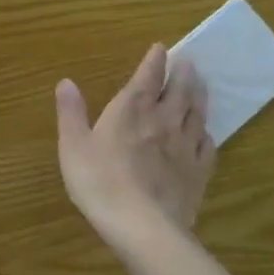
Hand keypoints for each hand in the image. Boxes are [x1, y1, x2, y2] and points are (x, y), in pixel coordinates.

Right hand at [55, 44, 215, 258]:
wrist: (143, 227)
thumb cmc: (100, 182)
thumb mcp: (73, 145)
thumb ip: (71, 112)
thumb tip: (66, 81)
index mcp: (132, 110)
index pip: (147, 77)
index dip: (154, 61)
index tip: (161, 47)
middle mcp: (163, 120)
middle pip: (179, 90)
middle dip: (183, 73)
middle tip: (189, 61)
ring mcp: (185, 146)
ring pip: (196, 112)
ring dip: (199, 95)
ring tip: (202, 84)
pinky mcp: (198, 172)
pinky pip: (207, 145)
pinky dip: (206, 132)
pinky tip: (205, 132)